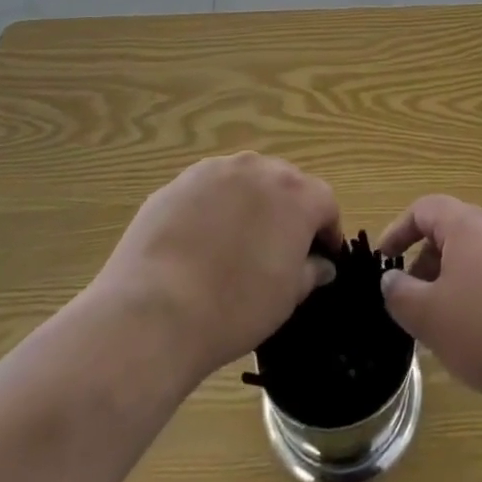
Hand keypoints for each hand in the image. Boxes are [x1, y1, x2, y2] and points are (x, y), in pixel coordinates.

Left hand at [94, 153, 340, 383]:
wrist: (154, 312)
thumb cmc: (235, 308)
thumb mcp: (286, 298)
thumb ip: (310, 272)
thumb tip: (321, 264)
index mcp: (297, 195)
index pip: (325, 203)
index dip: (327, 231)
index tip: (322, 257)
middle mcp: (260, 169)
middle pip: (286, 183)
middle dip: (289, 210)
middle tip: (278, 248)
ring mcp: (216, 170)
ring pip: (245, 181)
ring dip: (250, 203)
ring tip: (236, 242)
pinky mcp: (178, 182)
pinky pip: (208, 190)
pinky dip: (213, 208)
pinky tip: (199, 243)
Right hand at [377, 195, 481, 412]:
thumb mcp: (430, 318)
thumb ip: (400, 294)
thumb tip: (392, 279)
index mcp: (469, 225)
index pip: (425, 209)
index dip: (398, 231)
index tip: (383, 262)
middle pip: (454, 231)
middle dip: (426, 262)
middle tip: (414, 302)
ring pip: (480, 254)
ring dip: (455, 280)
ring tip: (447, 323)